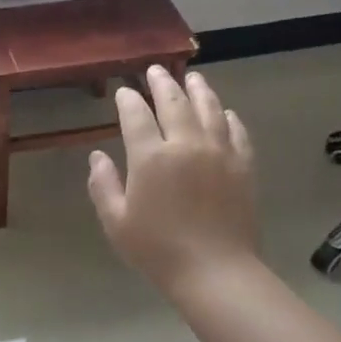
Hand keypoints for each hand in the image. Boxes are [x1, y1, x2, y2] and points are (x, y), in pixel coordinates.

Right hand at [87, 66, 258, 298]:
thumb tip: (97, 156)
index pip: (136, 115)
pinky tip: (224, 113)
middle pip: (174, 102)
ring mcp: (219, 152)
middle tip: (156, 70)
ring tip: (193, 78)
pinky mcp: (243, 166)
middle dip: (162, 83)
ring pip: (209, 109)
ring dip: (199, 90)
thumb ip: (103, 184)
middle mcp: (186, 144)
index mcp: (150, 156)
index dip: (128, 100)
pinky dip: (228, 118)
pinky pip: (236, 132)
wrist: (215, 271)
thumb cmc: (158, 249)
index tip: (124, 92)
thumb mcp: (116, 221)